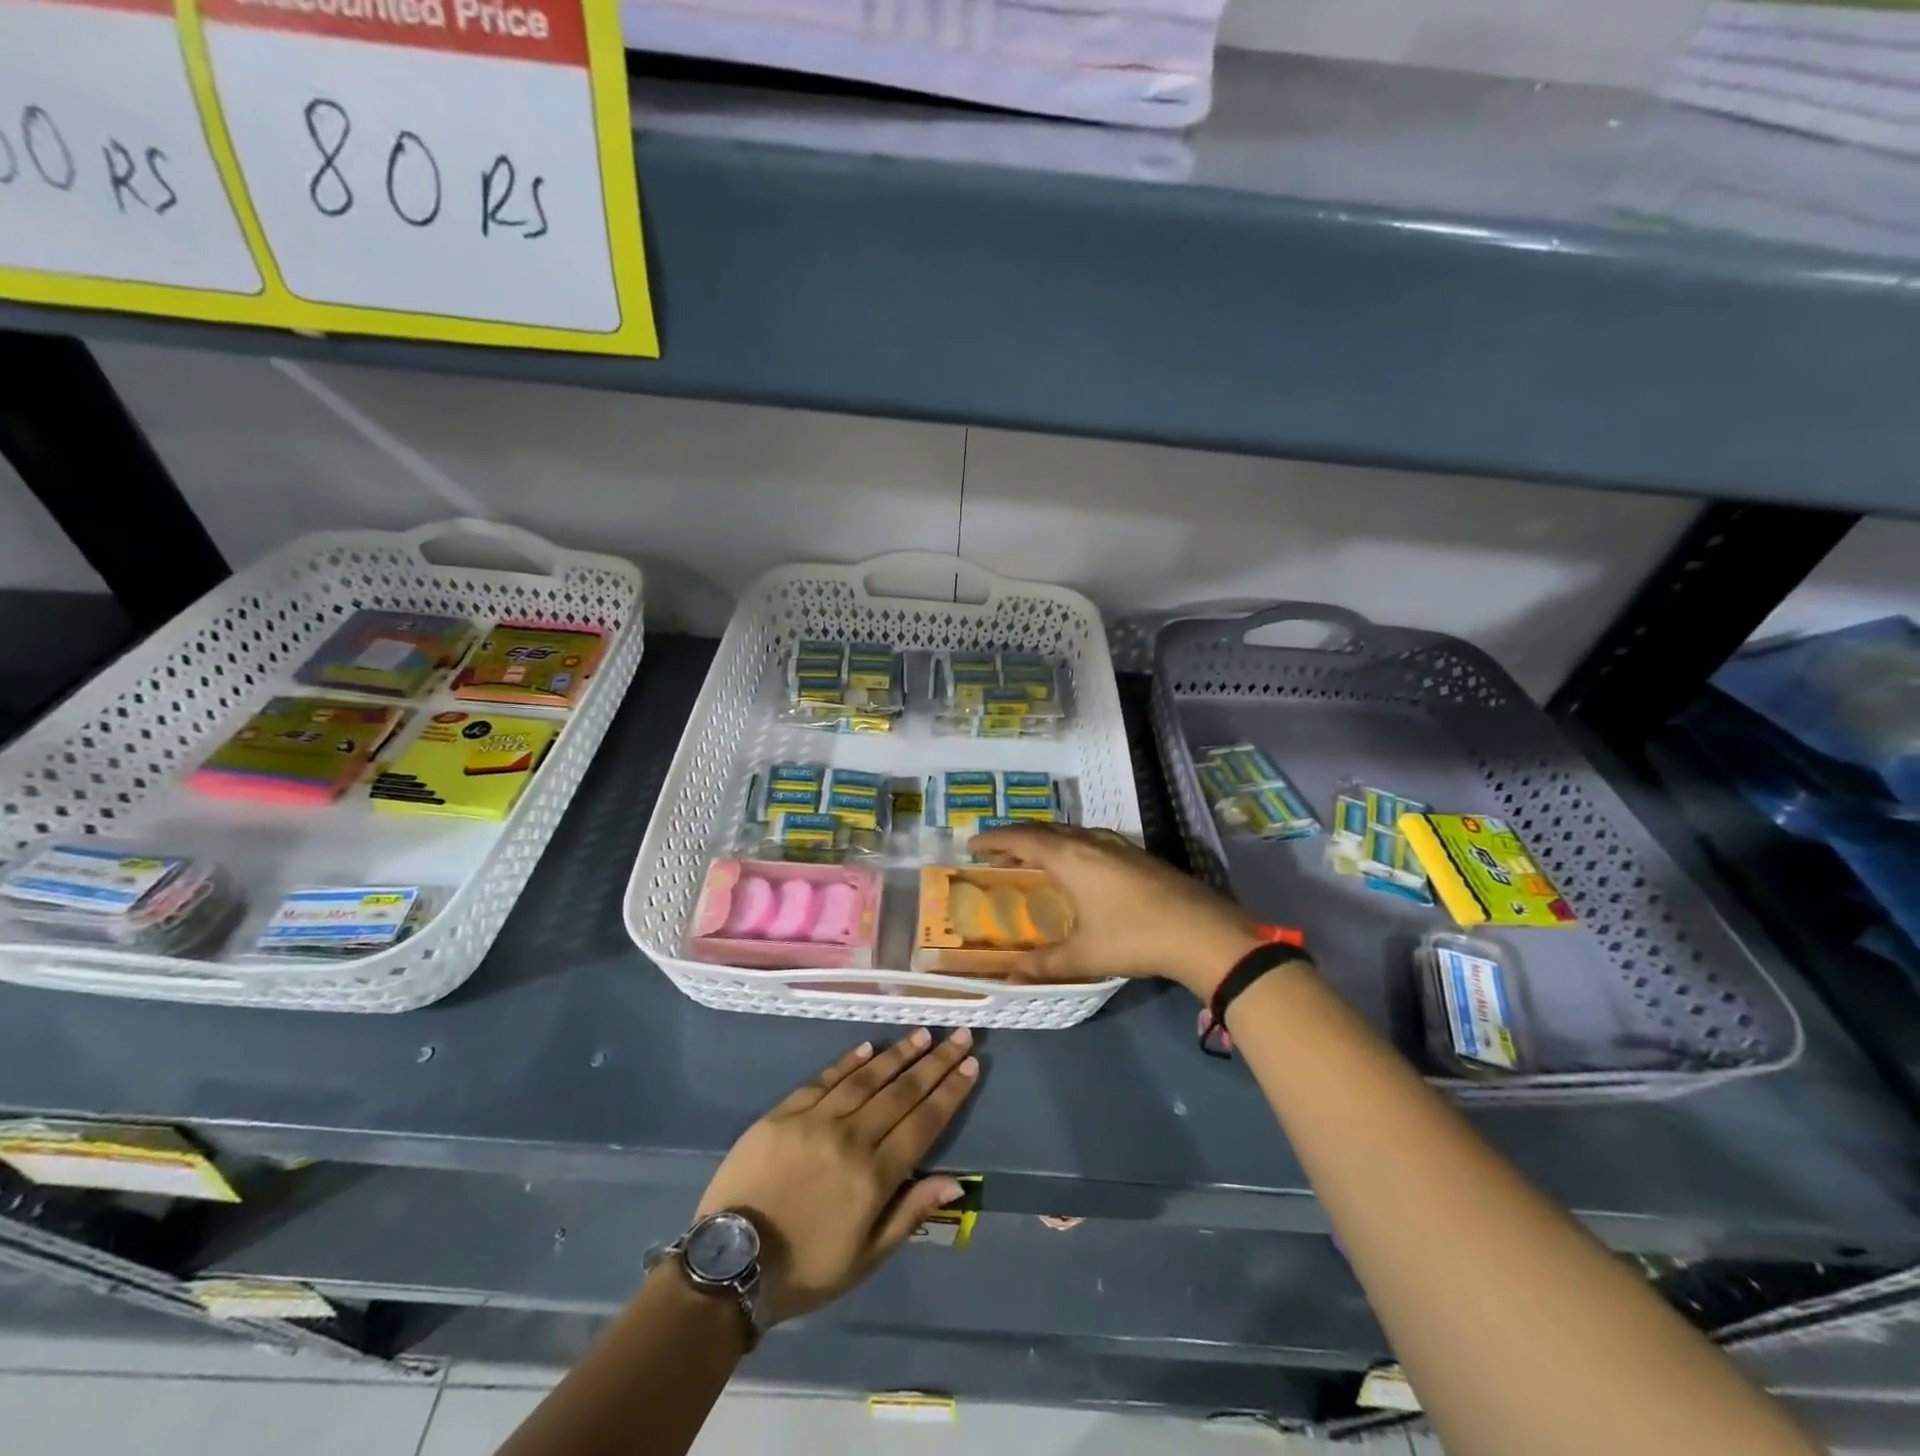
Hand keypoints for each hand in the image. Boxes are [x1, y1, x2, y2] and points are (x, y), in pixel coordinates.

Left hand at [695, 1029, 977, 1324]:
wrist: (729, 1264)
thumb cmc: (804, 1269)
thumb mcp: (865, 1259)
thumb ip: (910, 1213)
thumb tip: (955, 1182)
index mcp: (874, 1175)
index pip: (923, 1122)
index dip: (950, 1092)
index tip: (971, 1064)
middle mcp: (851, 1137)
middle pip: (902, 1091)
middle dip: (935, 1062)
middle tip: (958, 1035)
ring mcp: (816, 1120)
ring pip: (866, 1078)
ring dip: (898, 1054)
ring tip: (922, 1034)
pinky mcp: (784, 1112)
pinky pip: (824, 1079)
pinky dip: (848, 1062)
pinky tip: (868, 1047)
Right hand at [971, 823, 1262, 997]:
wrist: (1202, 931)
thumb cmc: (1134, 938)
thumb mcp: (1085, 955)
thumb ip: (1046, 964)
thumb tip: (1011, 977)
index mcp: (1070, 857)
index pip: (1021, 839)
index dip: (993, 840)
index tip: (971, 845)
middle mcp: (1090, 841)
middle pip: (1044, 829)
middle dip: (1016, 838)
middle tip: (996, 853)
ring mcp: (1117, 844)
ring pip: (1070, 831)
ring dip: (1045, 840)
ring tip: (1031, 857)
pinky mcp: (1136, 854)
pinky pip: (1089, 838)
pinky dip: (1068, 845)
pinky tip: (1076, 865)